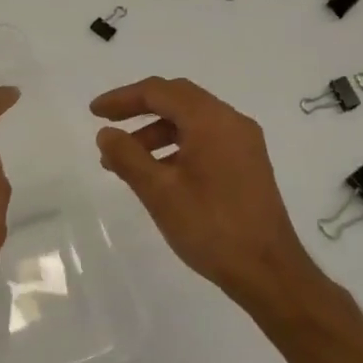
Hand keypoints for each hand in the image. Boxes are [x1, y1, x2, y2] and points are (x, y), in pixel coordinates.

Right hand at [92, 76, 318, 308]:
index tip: (94, 113)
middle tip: (108, 128)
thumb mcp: (159, 192)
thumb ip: (128, 157)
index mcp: (211, 121)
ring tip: (124, 162)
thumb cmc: (210, 227)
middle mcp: (232, 122)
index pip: (160, 92)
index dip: (123, 98)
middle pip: (178, 99)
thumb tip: (106, 134)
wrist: (267, 270)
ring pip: (191, 122)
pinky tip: (157, 174)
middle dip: (139, 109)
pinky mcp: (247, 164)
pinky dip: (176, 147)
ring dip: (156, 133)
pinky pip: (206, 140)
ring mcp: (243, 143)